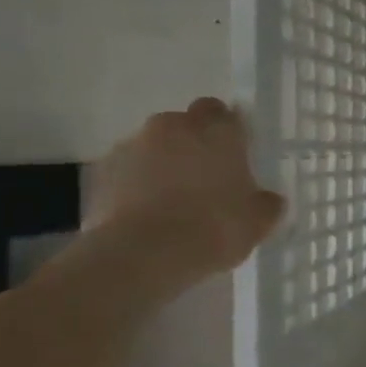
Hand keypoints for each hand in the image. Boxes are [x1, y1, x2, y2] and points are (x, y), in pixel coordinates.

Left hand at [85, 98, 285, 276]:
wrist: (142, 255)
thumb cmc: (214, 227)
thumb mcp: (259, 221)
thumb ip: (265, 202)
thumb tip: (265, 199)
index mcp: (217, 130)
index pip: (223, 112)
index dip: (228, 131)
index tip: (234, 156)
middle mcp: (173, 127)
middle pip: (184, 124)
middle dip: (193, 143)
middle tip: (206, 178)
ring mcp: (131, 146)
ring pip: (153, 146)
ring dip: (163, 164)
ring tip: (172, 202)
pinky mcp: (100, 172)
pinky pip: (127, 171)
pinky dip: (136, 185)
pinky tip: (147, 215)